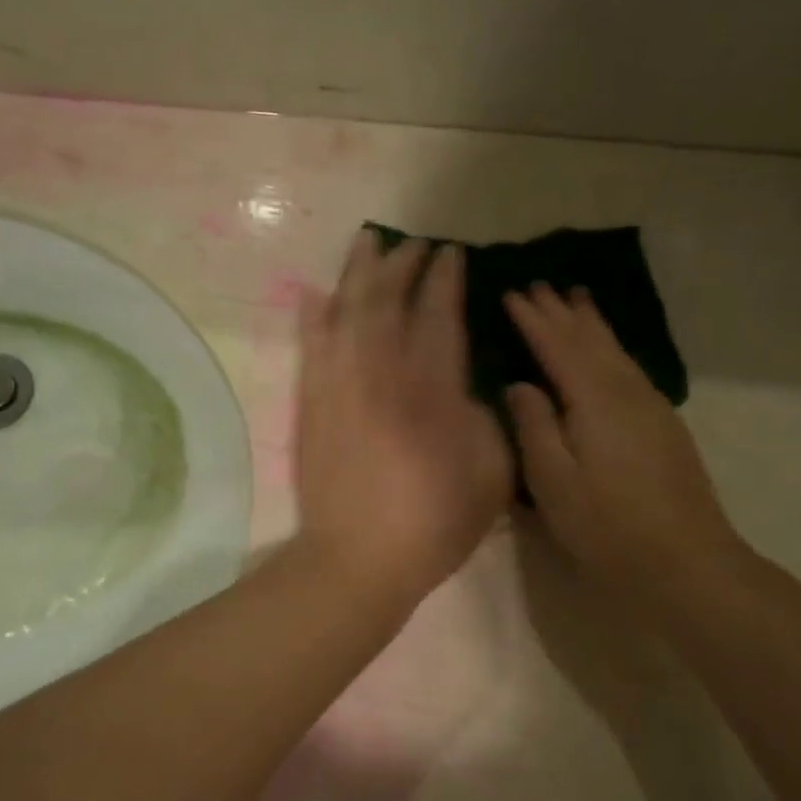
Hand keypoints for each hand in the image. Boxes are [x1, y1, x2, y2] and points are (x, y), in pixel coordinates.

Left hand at [292, 232, 511, 612]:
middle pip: (388, 301)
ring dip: (358, 273)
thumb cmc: (432, 522)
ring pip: (346, 312)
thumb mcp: (490, 474)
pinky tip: (316, 293)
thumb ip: (483, 417)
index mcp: (431, 389)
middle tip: (414, 243)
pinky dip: (313, 315)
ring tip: (367, 242)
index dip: (444, 280)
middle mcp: (381, 373)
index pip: (438, 316)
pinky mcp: (311, 402)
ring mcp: (339, 385)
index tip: (450, 253)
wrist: (357, 558)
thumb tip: (463, 384)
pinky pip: (310, 346)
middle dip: (402, 265)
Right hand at [503, 285, 745, 607]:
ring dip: (591, 323)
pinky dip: (610, 348)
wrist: (686, 562)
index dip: (532, 319)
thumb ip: (534, 425)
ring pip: (615, 351)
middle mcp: (626, 391)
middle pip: (590, 340)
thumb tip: (520, 384)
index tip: (510, 293)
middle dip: (562, 312)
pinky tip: (607, 352)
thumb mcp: (552, 480)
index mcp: (594, 399)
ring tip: (576, 298)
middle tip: (539, 284)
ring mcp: (650, 407)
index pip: (557, 346)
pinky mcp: (662, 425)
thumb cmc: (606, 525)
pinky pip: (628, 367)